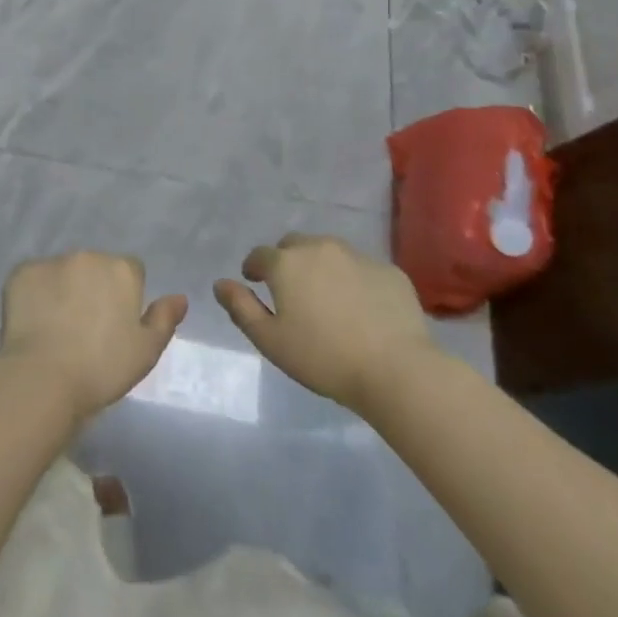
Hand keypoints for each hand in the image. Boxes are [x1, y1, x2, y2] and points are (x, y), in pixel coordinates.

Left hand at [0, 252, 186, 423]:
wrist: (44, 377)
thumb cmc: (102, 368)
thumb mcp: (146, 351)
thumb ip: (164, 319)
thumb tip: (179, 297)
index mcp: (121, 269)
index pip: (130, 271)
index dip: (125, 297)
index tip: (115, 325)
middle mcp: (88, 255)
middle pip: (95, 268)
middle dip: (93, 288)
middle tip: (85, 327)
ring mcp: (52, 261)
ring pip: (63, 271)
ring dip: (64, 289)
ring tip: (56, 327)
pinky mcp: (21, 272)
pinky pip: (33, 279)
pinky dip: (35, 294)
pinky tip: (33, 323)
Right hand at [214, 234, 434, 409]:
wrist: (396, 370)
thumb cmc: (323, 358)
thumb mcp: (271, 341)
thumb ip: (241, 308)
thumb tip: (221, 284)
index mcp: (286, 263)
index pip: (260, 255)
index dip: (254, 268)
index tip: (255, 284)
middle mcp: (319, 248)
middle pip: (295, 246)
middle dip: (287, 262)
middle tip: (292, 292)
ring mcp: (358, 256)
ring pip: (329, 253)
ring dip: (321, 267)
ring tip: (327, 299)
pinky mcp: (389, 271)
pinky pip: (363, 269)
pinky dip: (355, 281)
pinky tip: (362, 309)